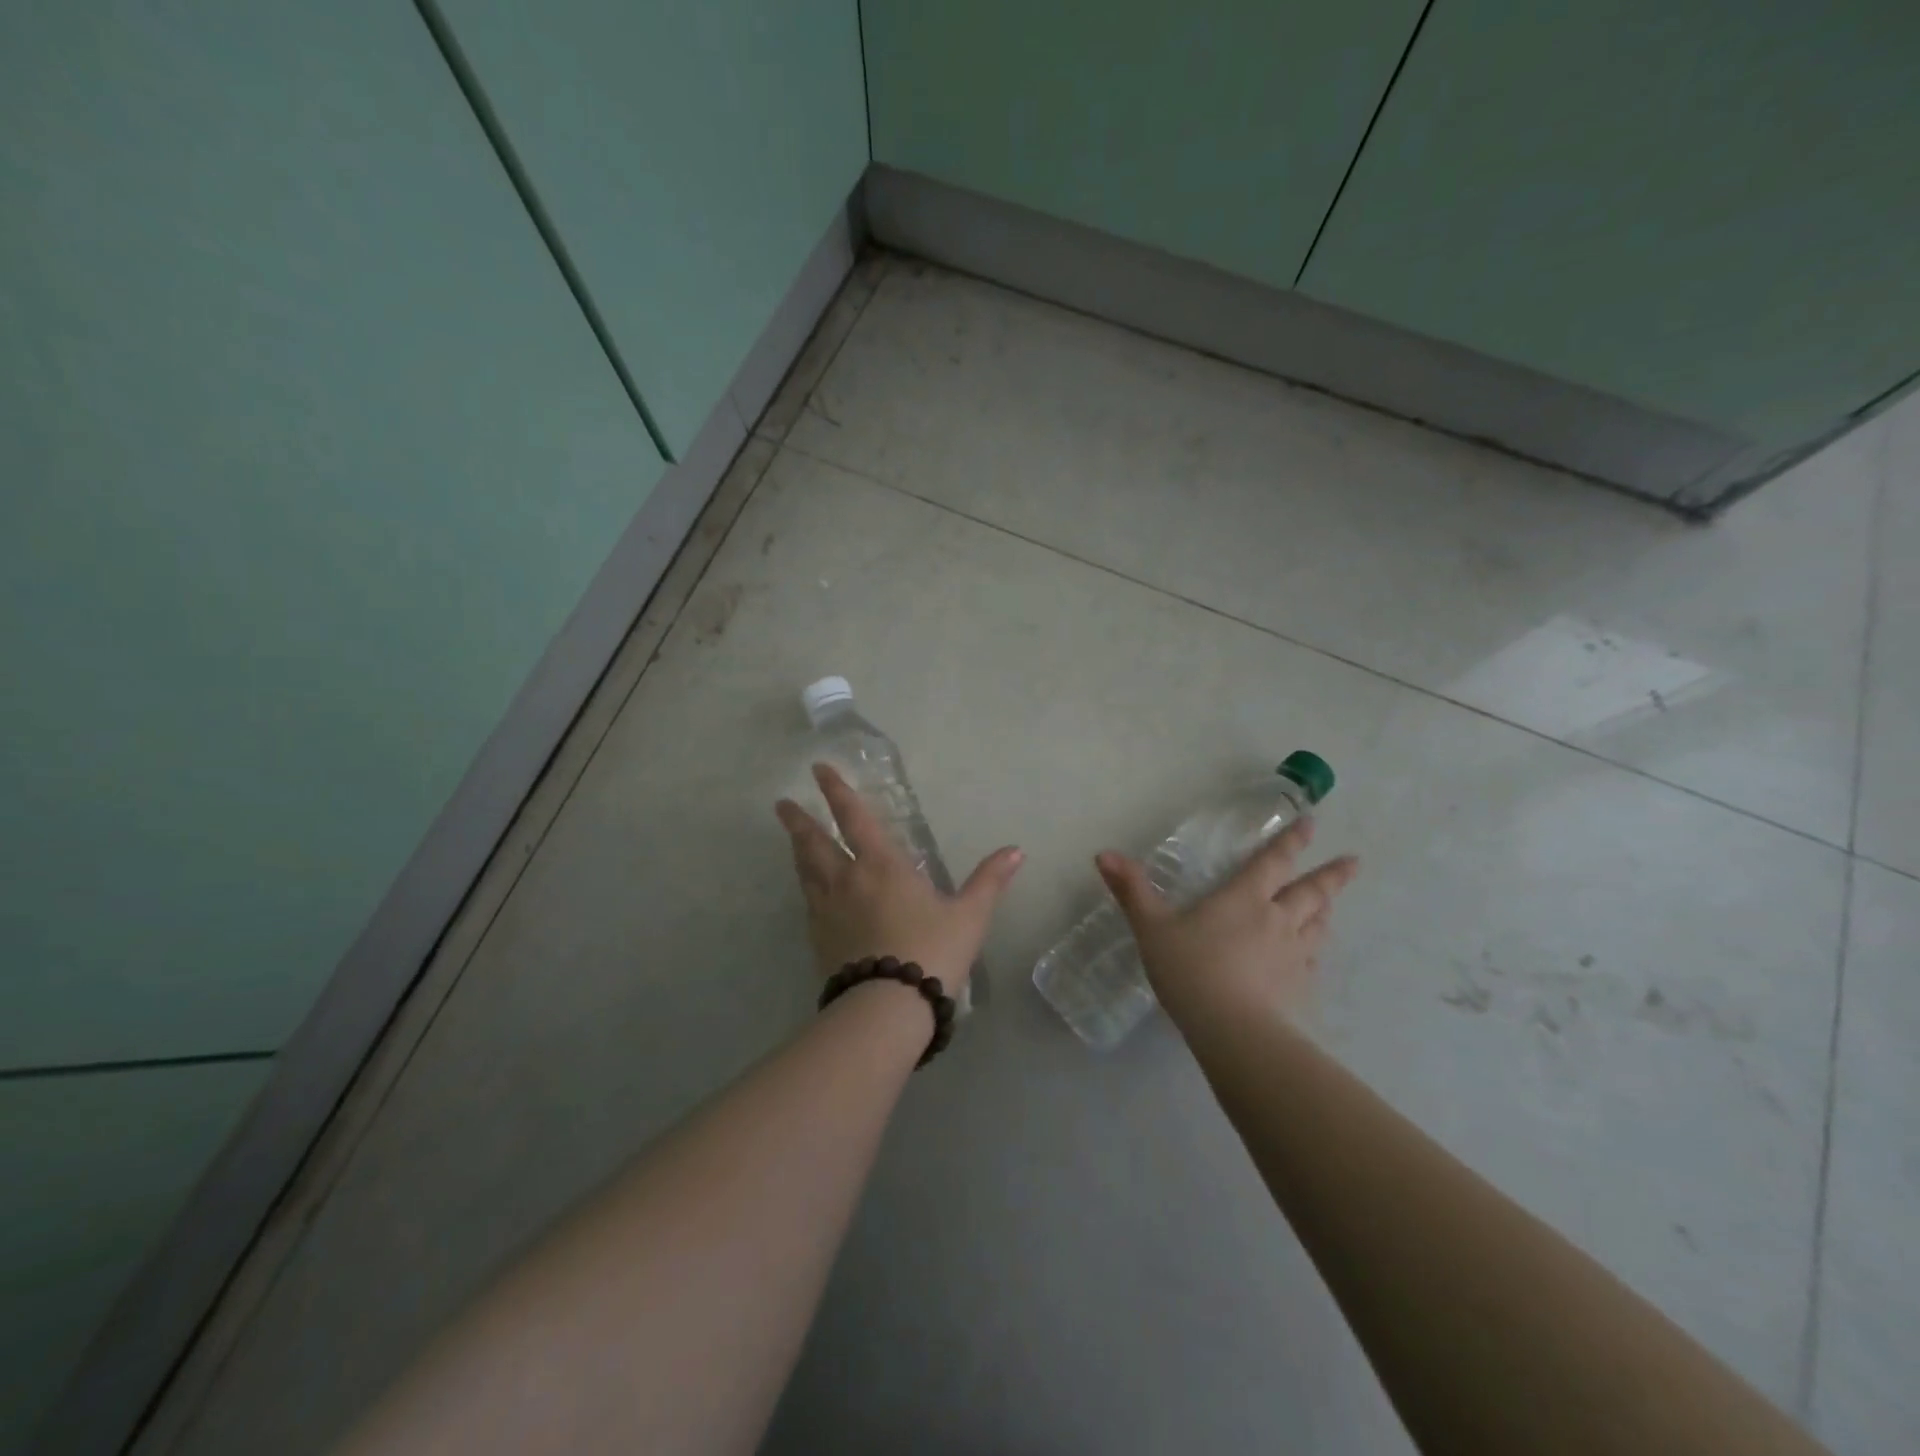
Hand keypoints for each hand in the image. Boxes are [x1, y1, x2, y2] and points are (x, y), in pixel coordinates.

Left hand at [776, 764, 1022, 990]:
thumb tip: (1016, 851)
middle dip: (799, 820)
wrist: (888, 1007)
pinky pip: (808, 903)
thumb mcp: (969, 916)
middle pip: (814, 842)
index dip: (836, 791)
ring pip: (805, 870)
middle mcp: (847, 879)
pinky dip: (806, 887)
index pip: (853, 817)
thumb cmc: (932, 951)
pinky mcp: (818, 938)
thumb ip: (990, 881)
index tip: (818, 770)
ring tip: (791, 838)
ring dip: (797, 849)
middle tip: (781, 805)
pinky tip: (809, 892)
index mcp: (882, 865)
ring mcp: (827, 910)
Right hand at [1096, 818, 1358, 1023]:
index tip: (1312, 824)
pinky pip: (1313, 961)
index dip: (1292, 842)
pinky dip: (1316, 950)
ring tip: (1331, 905)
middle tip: (1353, 862)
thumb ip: (1131, 890)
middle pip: (1311, 892)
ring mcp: (1292, 955)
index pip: (1274, 862)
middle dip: (1332, 875)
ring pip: (1318, 925)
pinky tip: (1312, 956)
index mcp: (1244, 898)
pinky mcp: (1297, 987)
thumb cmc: (1190, 970)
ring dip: (1326, 910)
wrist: (1231, 1030)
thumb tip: (1103, 854)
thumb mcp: (1152, 927)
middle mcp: (1277, 919)